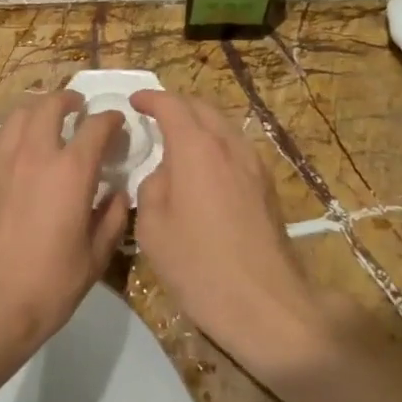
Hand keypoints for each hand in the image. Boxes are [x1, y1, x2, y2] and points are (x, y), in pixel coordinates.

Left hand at [0, 90, 129, 368]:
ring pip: (20, 114)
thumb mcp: (95, 257)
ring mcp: (3, 161)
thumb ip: (112, 218)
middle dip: (69, 101)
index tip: (118, 125)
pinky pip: (1, 138)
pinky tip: (23, 149)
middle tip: (79, 109)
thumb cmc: (49, 283)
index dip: (111, 120)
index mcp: (71, 170)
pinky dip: (17, 131)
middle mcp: (36, 154)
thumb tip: (117, 194)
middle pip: (51, 105)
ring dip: (39, 110)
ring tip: (49, 121)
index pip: (96, 126)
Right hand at [132, 91, 328, 380]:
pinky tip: (204, 168)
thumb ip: (152, 186)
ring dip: (199, 124)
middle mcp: (228, 146)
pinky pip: (236, 148)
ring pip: (223, 126)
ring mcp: (253, 164)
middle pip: (202, 107)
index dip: (151, 99)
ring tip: (177, 141)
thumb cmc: (198, 265)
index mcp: (196, 148)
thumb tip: (163, 173)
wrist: (264, 302)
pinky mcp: (266, 185)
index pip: (172, 105)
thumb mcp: (153, 227)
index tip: (134, 102)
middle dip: (176, 105)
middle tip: (154, 117)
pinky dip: (215, 144)